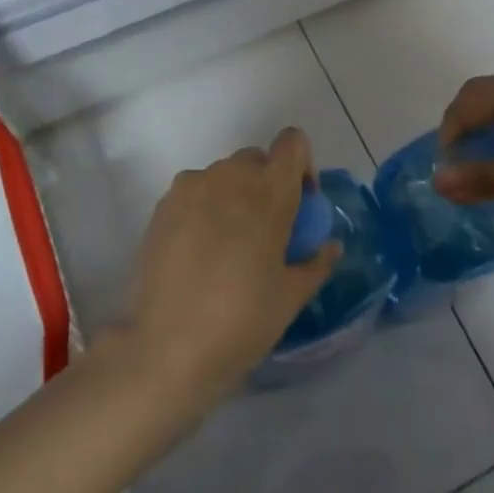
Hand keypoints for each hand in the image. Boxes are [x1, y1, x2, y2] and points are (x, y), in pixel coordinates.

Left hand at [120, 128, 340, 412]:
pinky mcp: (163, 205)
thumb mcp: (292, 296)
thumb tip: (330, 246)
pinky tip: (199, 253)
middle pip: (257, 159)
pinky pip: (194, 192)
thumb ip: (316, 262)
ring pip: (223, 175)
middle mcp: (230, 175)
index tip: (299, 205)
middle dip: (267, 184)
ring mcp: (192, 186)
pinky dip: (204, 208)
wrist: (167, 349)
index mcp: (269, 190)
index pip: (293, 142)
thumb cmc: (242, 321)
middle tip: (267, 231)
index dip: (301, 165)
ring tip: (229, 246)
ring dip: (234, 196)